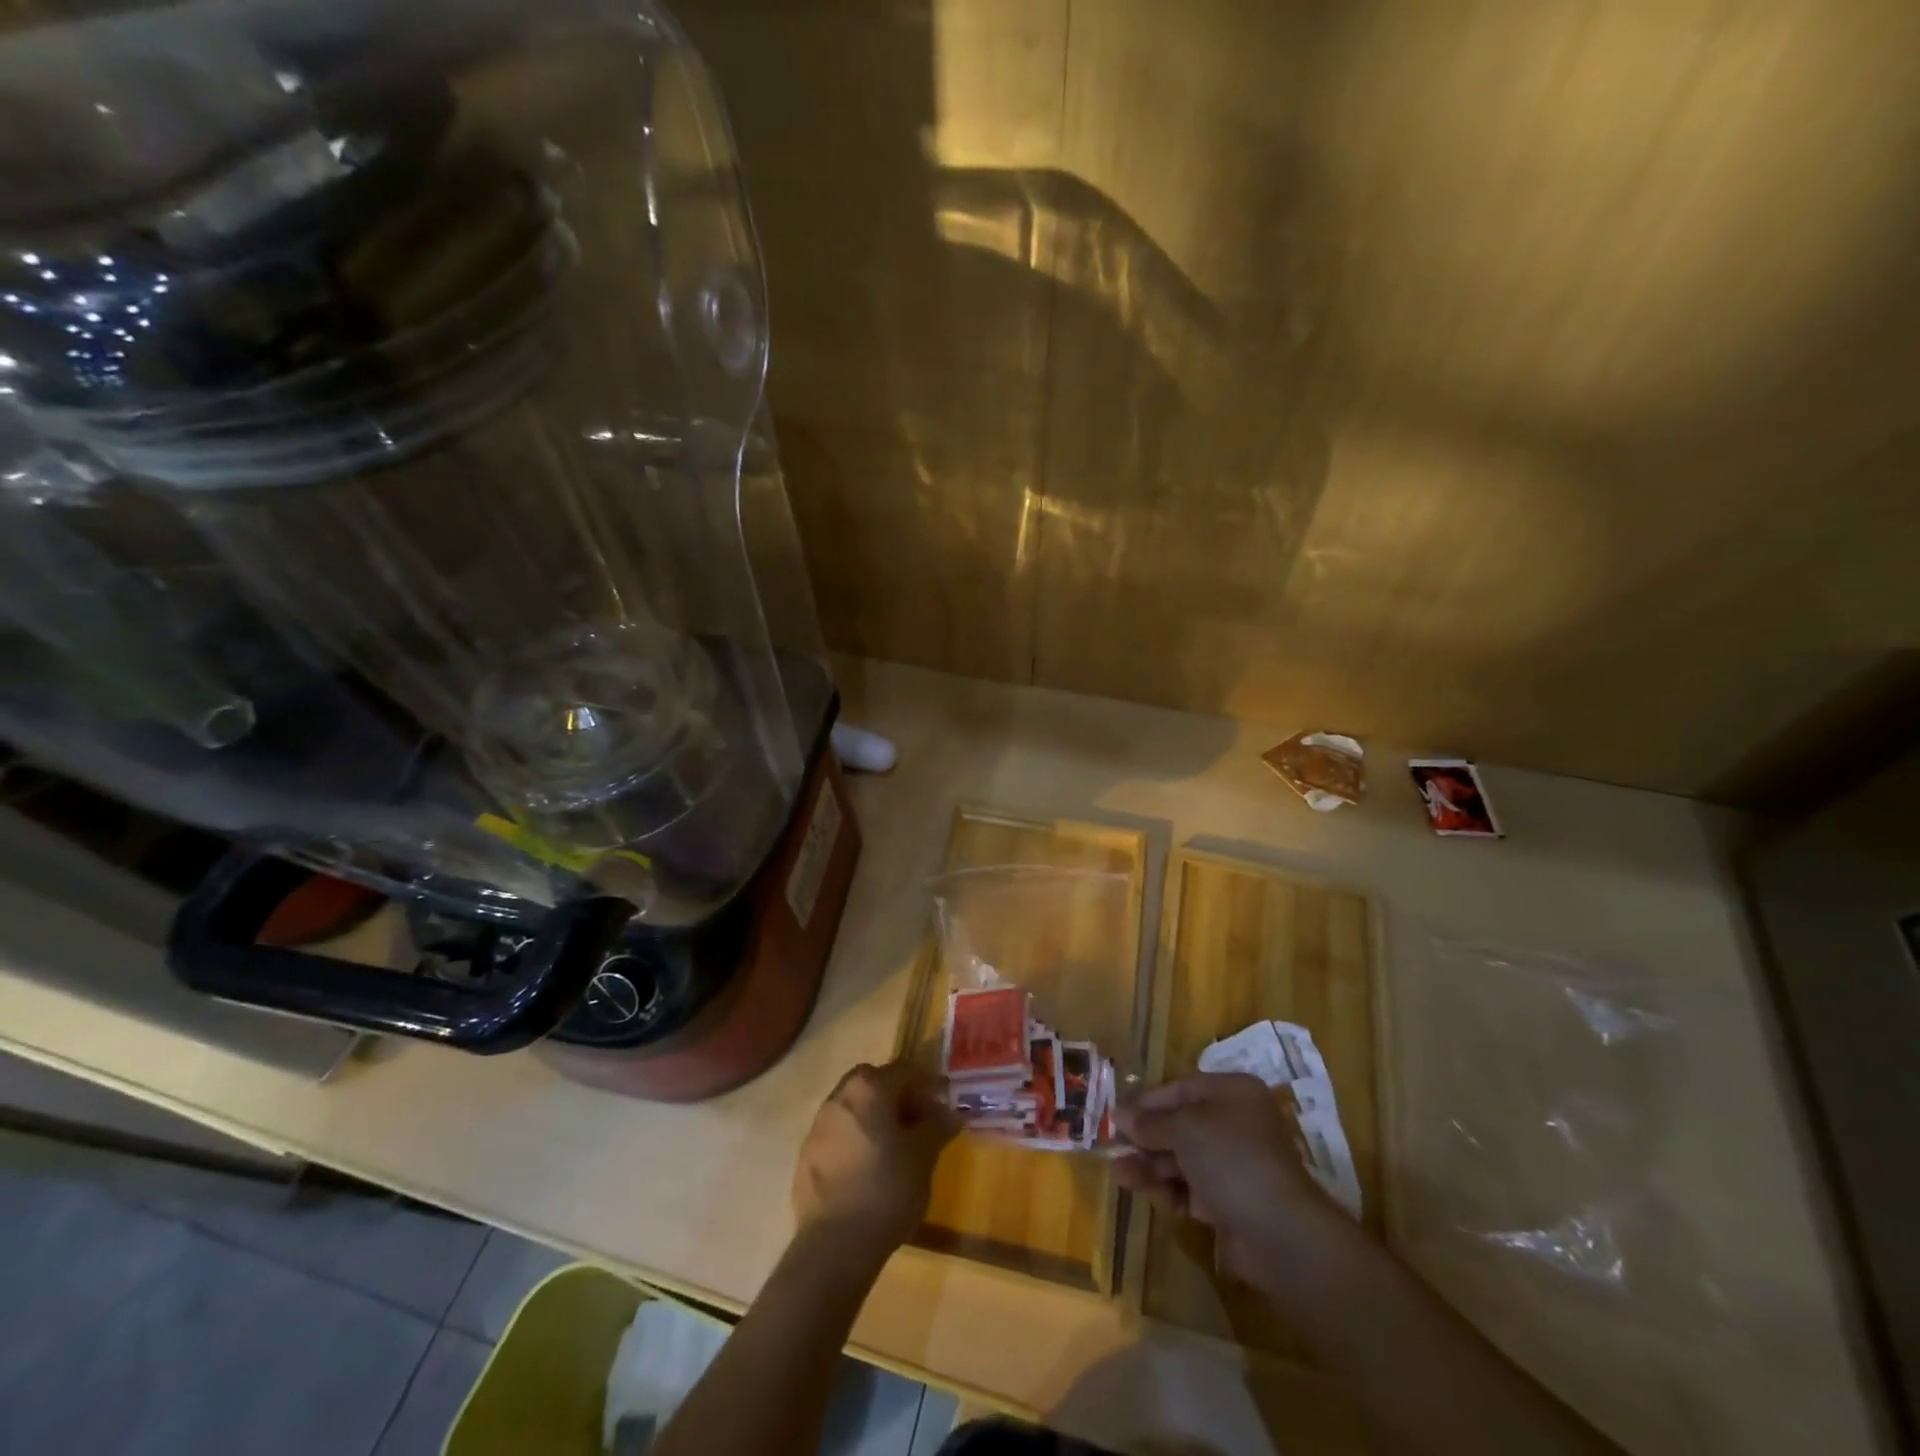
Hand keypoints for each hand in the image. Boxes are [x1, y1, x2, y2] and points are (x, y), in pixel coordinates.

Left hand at [791, 1061, 959, 1256]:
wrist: (835, 1245)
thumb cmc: (887, 1189)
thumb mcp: (924, 1156)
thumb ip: (937, 1126)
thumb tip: (951, 1113)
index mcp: (869, 1088)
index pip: (904, 1070)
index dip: (927, 1084)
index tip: (942, 1105)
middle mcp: (839, 1097)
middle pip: (872, 1081)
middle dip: (895, 1095)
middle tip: (915, 1121)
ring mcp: (817, 1126)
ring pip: (852, 1107)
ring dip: (872, 1116)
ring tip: (892, 1147)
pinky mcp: (805, 1155)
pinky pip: (836, 1134)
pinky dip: (854, 1140)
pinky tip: (867, 1169)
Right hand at [1114, 1072, 1333, 1288]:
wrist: (1279, 1233)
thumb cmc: (1232, 1158)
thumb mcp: (1185, 1128)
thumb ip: (1150, 1122)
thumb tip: (1119, 1114)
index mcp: (1232, 1094)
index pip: (1181, 1089)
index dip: (1147, 1102)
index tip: (1116, 1114)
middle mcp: (1234, 1125)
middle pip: (1179, 1125)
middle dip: (1146, 1137)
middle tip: (1113, 1147)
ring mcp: (1233, 1166)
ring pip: (1181, 1159)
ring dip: (1149, 1166)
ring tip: (1120, 1175)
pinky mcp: (1229, 1203)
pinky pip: (1190, 1189)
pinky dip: (1168, 1191)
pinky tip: (1146, 1194)